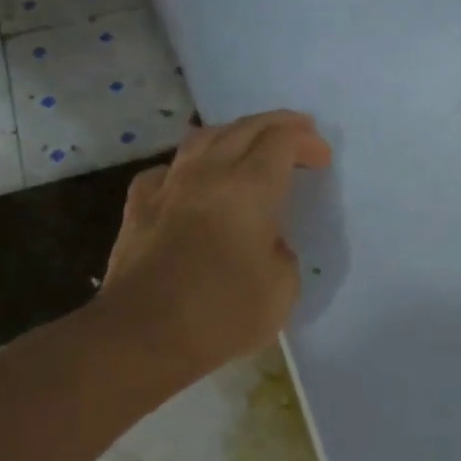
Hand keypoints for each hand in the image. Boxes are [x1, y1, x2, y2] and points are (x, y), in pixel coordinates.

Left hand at [95, 110, 331, 377]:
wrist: (141, 335)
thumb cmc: (222, 313)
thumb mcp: (283, 289)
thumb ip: (282, 254)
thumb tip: (268, 243)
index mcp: (251, 188)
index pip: (282, 141)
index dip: (306, 142)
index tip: (322, 159)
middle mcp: (209, 174)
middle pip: (244, 128)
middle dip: (277, 125)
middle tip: (298, 133)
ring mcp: (168, 187)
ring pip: (202, 139)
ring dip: (234, 133)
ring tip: (249, 142)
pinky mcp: (138, 208)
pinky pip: (167, 170)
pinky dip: (189, 166)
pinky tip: (191, 180)